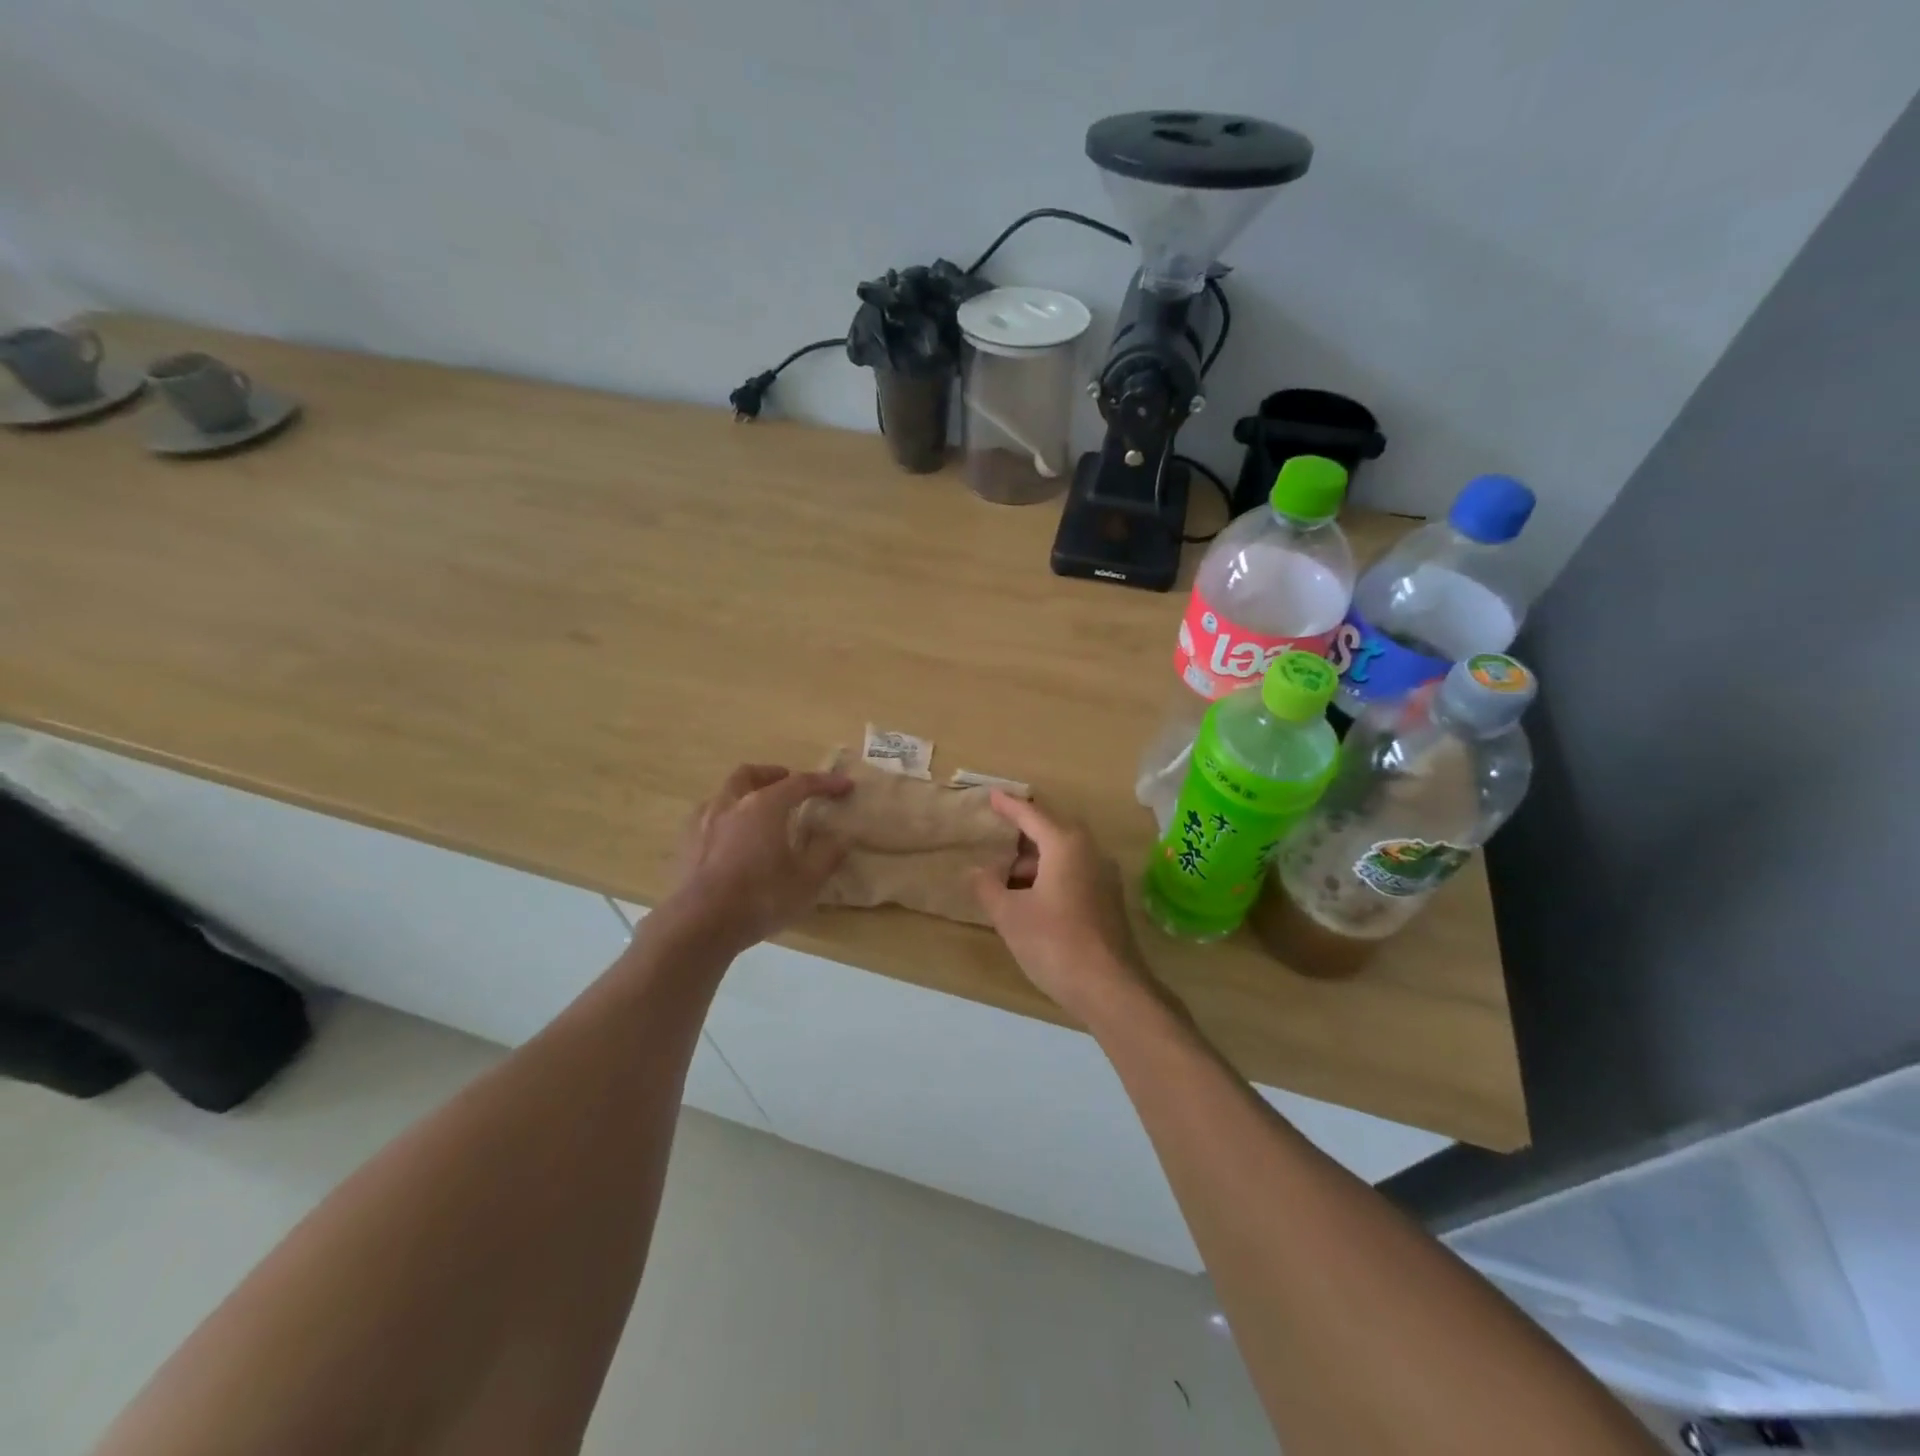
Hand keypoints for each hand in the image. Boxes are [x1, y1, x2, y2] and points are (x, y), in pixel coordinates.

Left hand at [663, 763, 851, 951]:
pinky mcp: (685, 845)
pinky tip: (730, 837)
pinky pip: (707, 818)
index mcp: (763, 805)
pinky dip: (725, 818)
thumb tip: (842, 838)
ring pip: (724, 794)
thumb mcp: (807, 880)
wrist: (700, 925)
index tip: (845, 786)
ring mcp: (702, 822)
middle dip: (771, 775)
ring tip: (757, 812)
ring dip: (744, 795)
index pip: (799, 783)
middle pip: (749, 774)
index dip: (825, 783)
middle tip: (787, 783)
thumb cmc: (760, 897)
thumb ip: (827, 854)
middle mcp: (730, 804)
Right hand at [972, 792, 1153, 1024]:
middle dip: (1023, 835)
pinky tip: (1032, 900)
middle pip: (1052, 832)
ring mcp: (1105, 877)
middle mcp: (1091, 852)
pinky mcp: (1109, 901)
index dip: (1009, 806)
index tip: (992, 795)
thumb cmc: (1054, 942)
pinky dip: (1050, 877)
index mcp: (1066, 845)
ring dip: (1035, 862)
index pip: (1032, 815)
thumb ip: (988, 887)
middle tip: (997, 837)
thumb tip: (976, 871)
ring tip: (1006, 880)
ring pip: (1064, 856)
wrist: (1110, 988)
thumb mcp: (1010, 915)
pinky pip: (1075, 875)